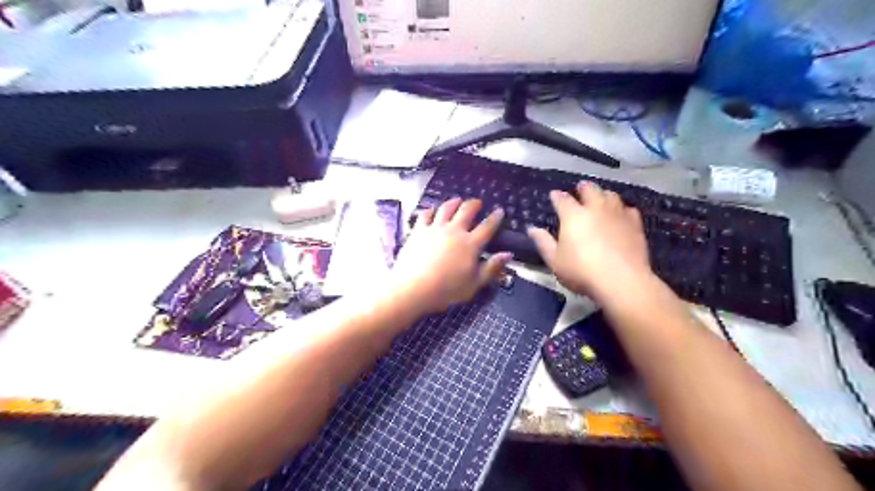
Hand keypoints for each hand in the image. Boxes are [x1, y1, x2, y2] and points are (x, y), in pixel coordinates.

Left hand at [390, 198, 513, 313]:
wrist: (413, 288)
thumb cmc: (446, 290)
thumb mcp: (474, 284)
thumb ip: (491, 268)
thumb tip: (508, 254)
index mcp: (471, 244)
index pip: (487, 226)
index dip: (495, 217)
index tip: (499, 210)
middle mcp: (454, 231)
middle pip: (467, 210)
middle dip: (474, 204)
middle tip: (477, 202)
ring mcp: (435, 228)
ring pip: (446, 208)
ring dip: (454, 202)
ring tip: (457, 200)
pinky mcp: (419, 230)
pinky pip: (426, 214)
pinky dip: (431, 210)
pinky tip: (432, 210)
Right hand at [521, 181, 651, 302]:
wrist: (621, 281)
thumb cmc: (582, 271)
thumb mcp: (555, 261)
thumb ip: (543, 242)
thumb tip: (532, 229)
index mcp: (573, 215)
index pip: (562, 199)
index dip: (557, 196)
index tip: (554, 195)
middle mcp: (595, 208)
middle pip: (590, 190)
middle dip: (583, 188)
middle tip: (580, 188)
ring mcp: (617, 214)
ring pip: (610, 195)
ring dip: (603, 194)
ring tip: (601, 198)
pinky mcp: (635, 224)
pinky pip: (628, 209)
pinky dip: (621, 209)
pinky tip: (620, 215)